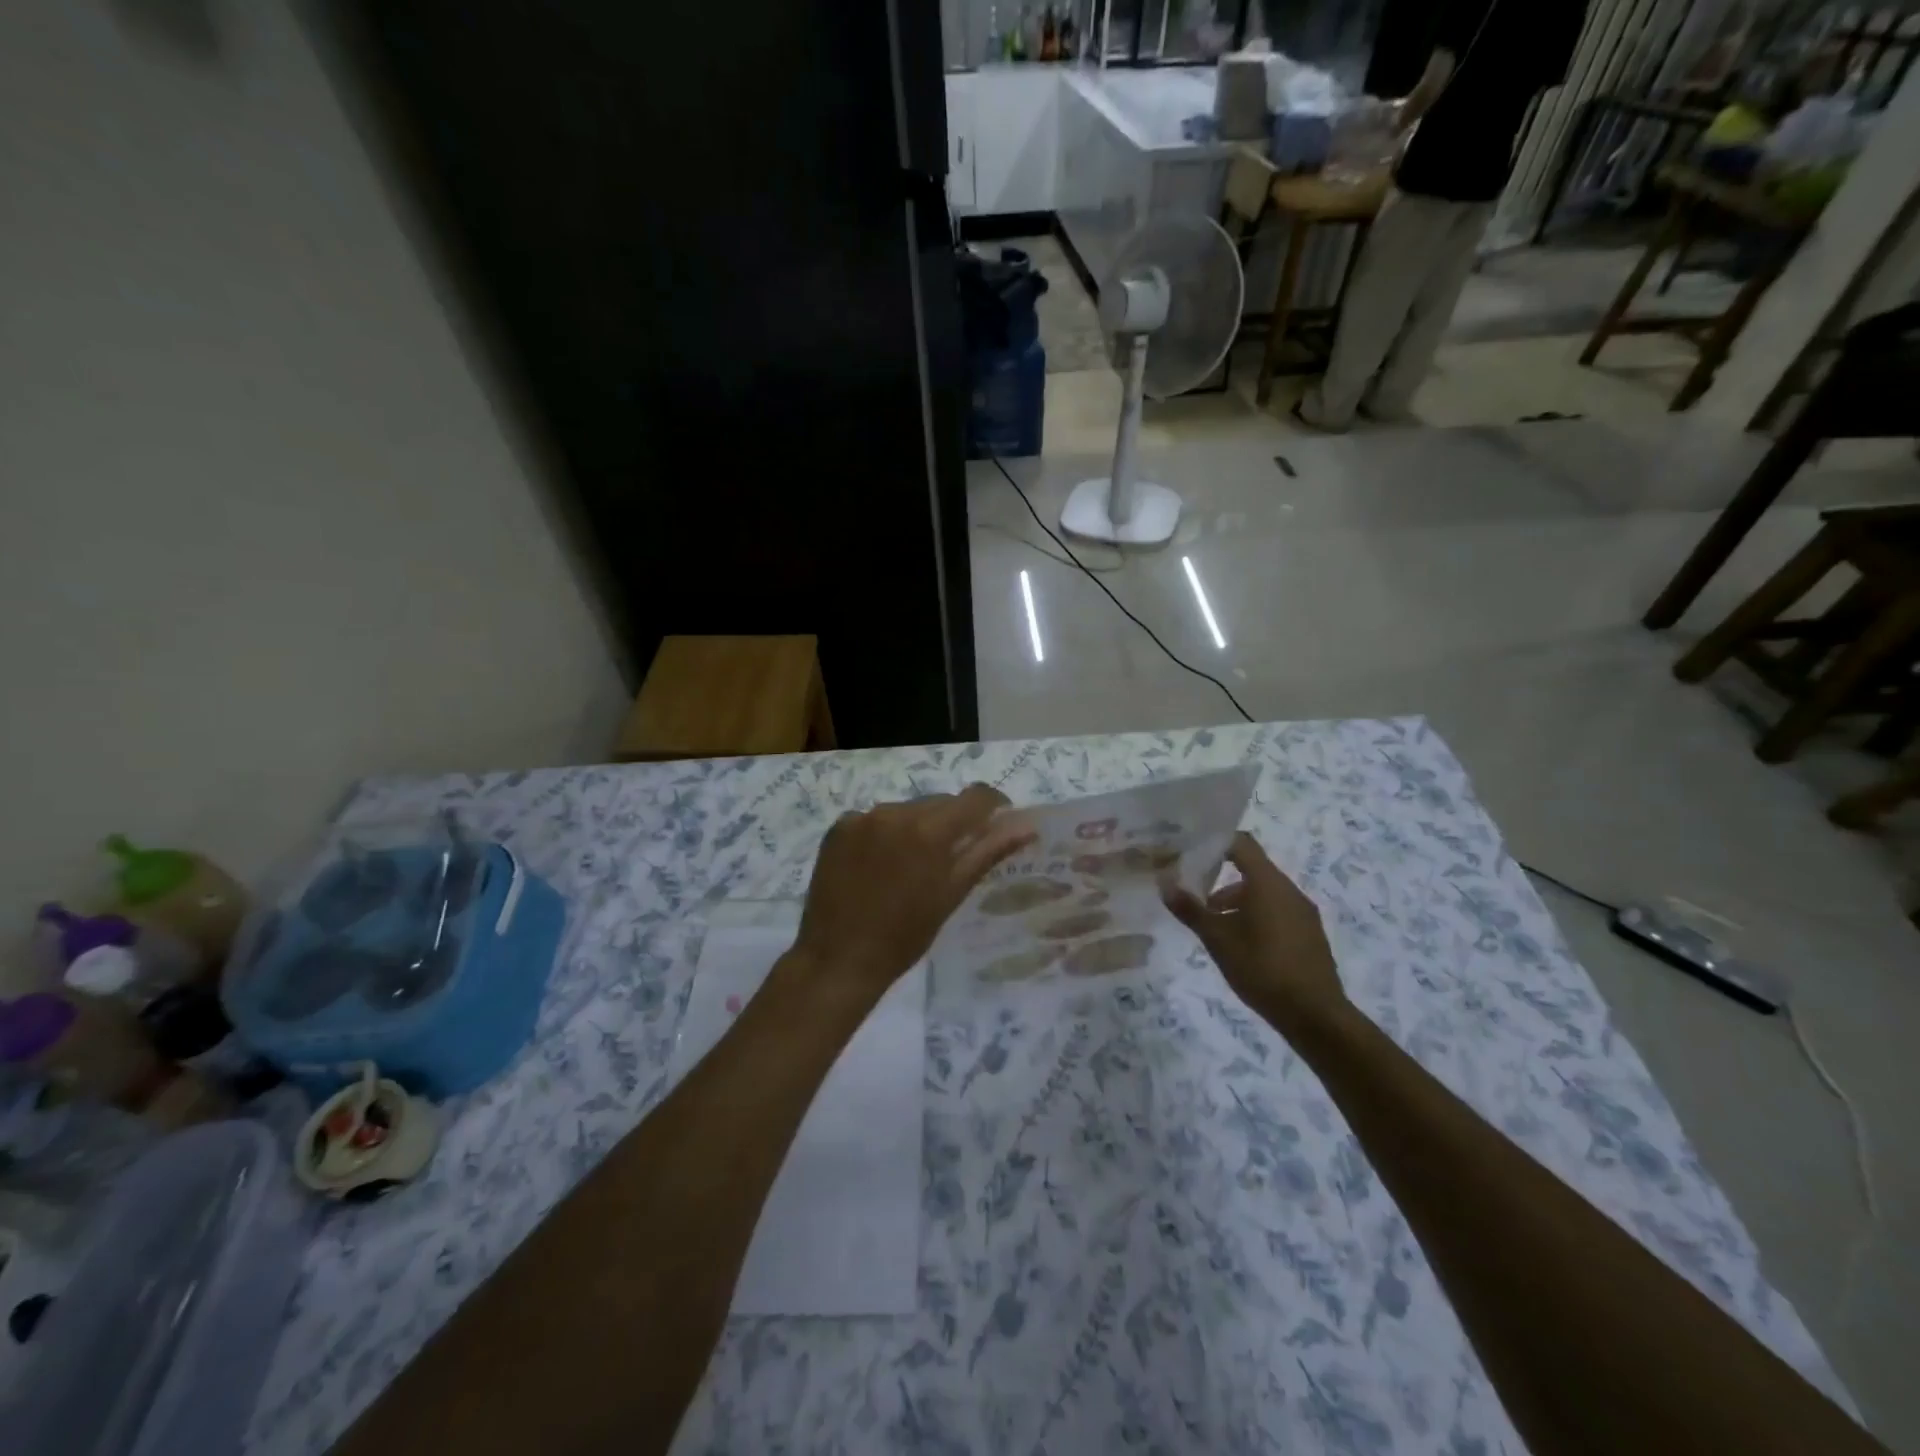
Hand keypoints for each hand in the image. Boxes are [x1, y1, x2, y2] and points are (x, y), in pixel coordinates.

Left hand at [791, 785, 1034, 1003]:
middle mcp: (895, 812)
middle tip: (953, 855)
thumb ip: (987, 853)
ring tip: (911, 864)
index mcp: (929, 830)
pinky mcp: (838, 827)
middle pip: (940, 802)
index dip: (994, 806)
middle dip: (953, 821)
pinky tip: (879, 864)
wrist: (838, 960)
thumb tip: (1025, 826)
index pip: (975, 797)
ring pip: (907, 809)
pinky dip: (884, 833)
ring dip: (918, 826)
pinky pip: (874, 818)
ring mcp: (862, 817)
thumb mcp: (951, 895)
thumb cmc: (904, 936)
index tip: (999, 823)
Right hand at [1162, 832, 1347, 1038]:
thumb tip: (1165, 884)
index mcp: (1268, 884)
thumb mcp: (1218, 940)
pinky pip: (1277, 912)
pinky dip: (1256, 916)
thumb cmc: (1262, 969)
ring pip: (1264, 894)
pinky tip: (1241, 946)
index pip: (1242, 844)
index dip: (1216, 842)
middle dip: (1220, 880)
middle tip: (1194, 896)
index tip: (1191, 850)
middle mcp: (1289, 890)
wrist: (1315, 1016)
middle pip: (1252, 870)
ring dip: (1236, 902)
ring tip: (1213, 927)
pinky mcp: (1309, 935)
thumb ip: (1191, 910)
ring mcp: (1303, 913)